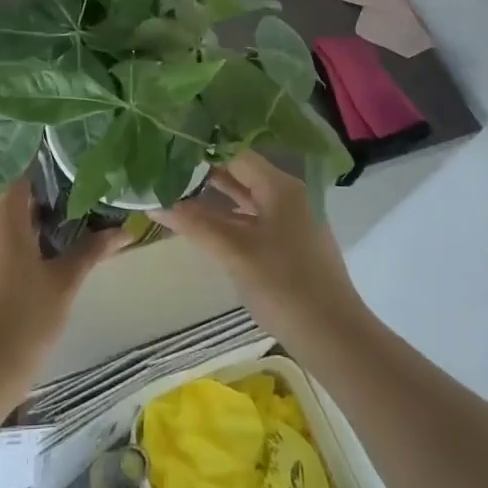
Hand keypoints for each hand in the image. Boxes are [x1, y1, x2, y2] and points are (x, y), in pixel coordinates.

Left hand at [0, 180, 123, 393]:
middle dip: (37, 191)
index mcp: (5, 219)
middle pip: (8, 193)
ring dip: (25, 215)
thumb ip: (91, 251)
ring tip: (61, 218)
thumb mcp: (64, 283)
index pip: (19, 174)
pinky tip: (39, 250)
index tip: (69, 163)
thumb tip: (126, 230)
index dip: (42, 166)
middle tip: (72, 191)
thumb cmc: (26, 318)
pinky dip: (14, 235)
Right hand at [148, 151, 374, 353]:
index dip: (202, 152)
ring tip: (173, 194)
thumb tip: (153, 201)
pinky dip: (227, 219)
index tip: (168, 150)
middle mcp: (288, 196)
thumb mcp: (234, 252)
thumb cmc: (283, 285)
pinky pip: (252, 220)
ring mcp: (290, 221)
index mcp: (280, 187)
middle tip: (164, 171)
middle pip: (240, 175)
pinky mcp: (289, 245)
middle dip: (203, 175)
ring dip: (212, 199)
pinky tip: (200, 225)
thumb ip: (194, 223)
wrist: (333, 338)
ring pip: (245, 200)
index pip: (235, 154)